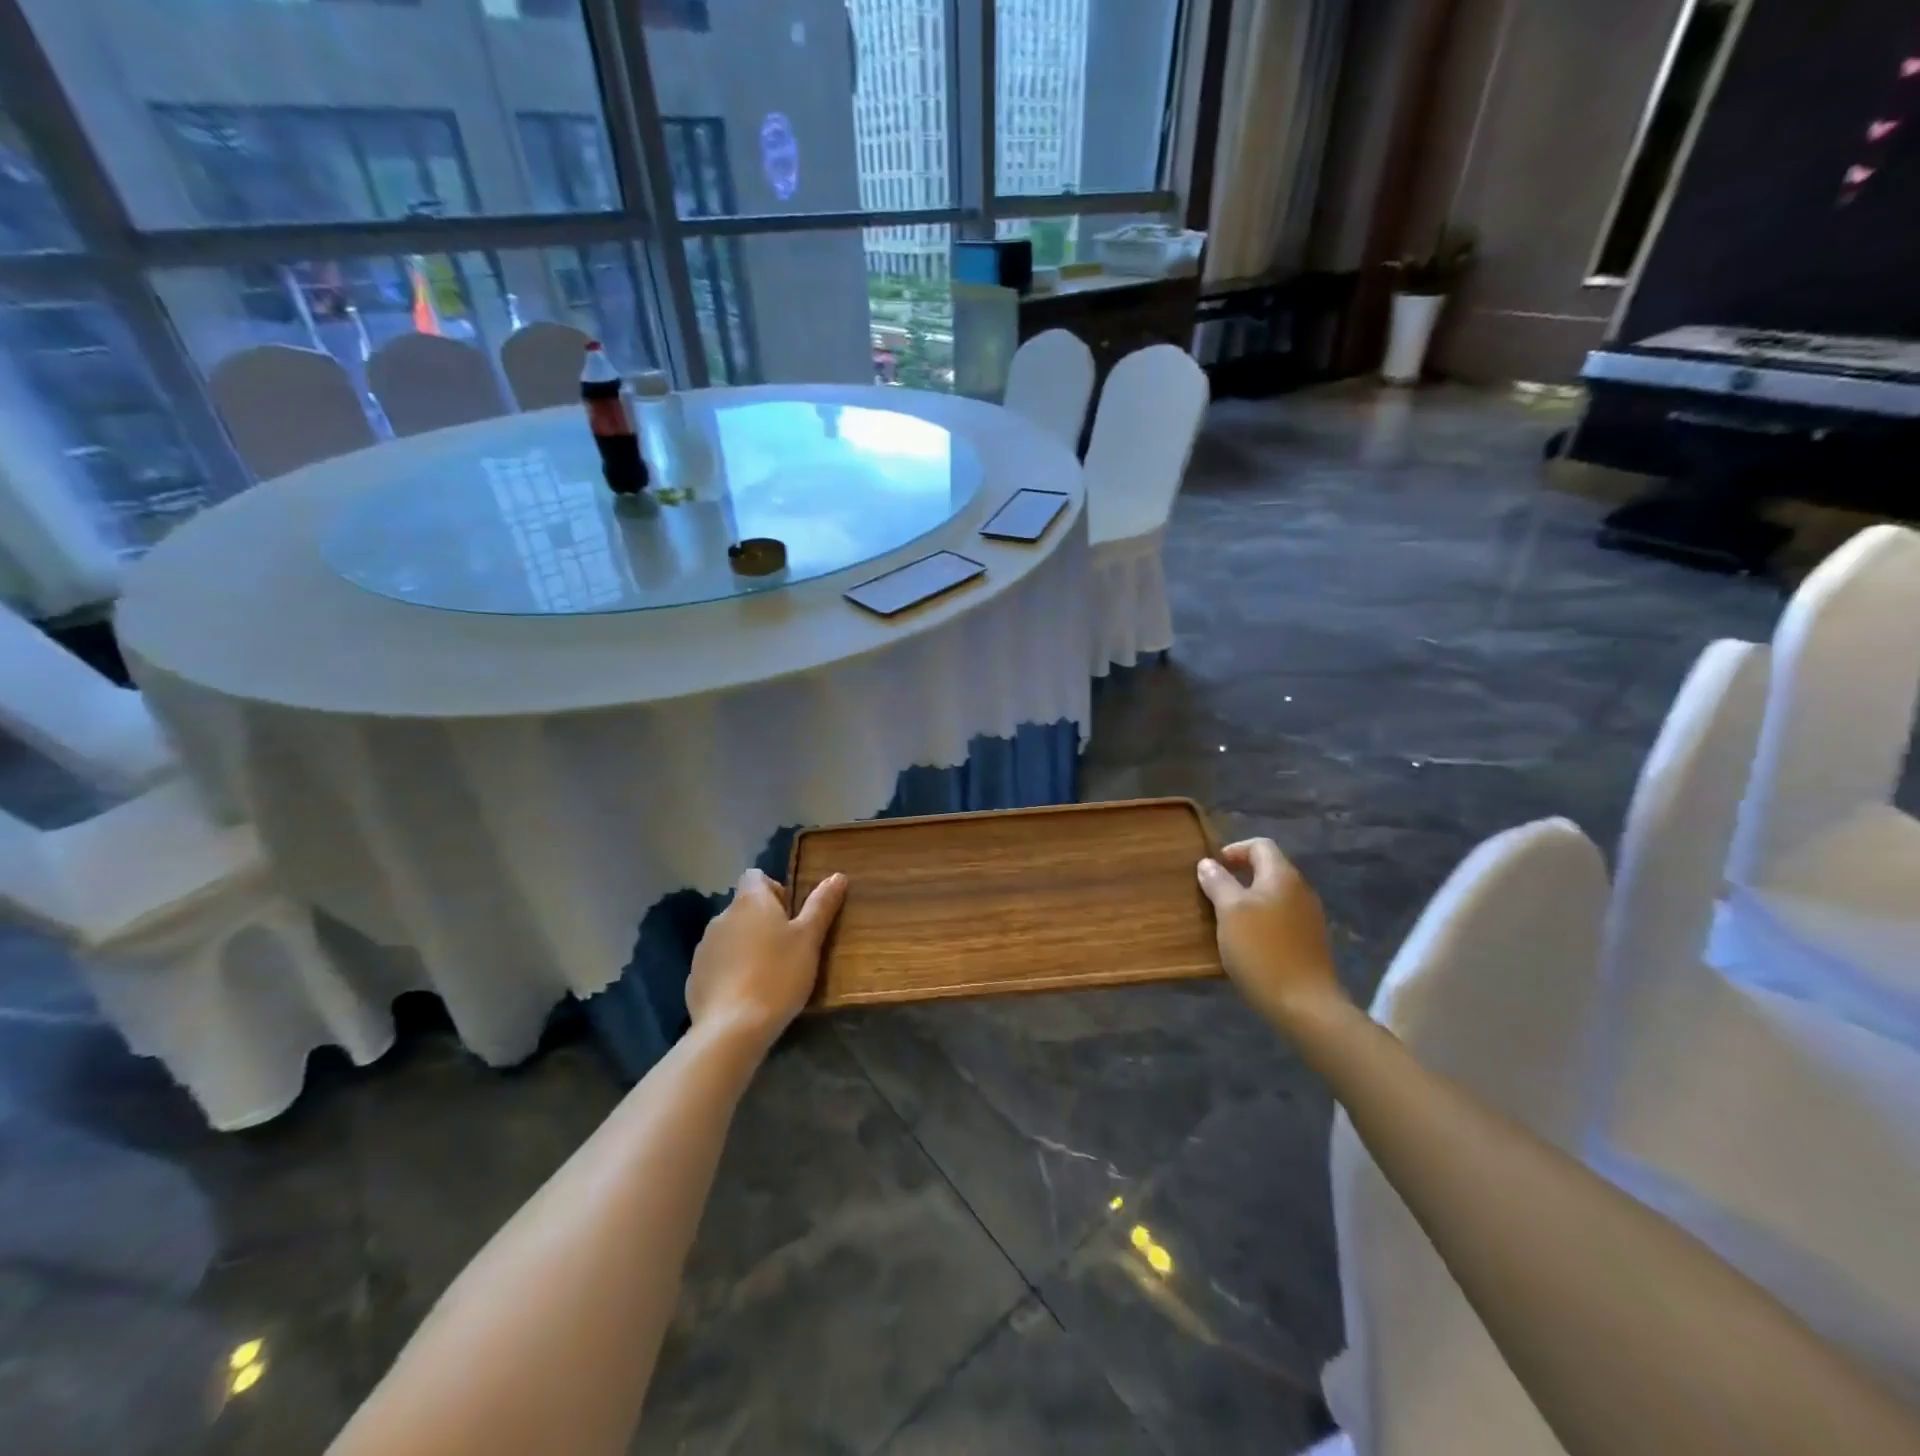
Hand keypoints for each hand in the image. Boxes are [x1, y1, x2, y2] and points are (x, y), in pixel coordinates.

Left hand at [686, 869, 847, 1049]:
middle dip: (763, 921)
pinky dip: (732, 970)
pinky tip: (747, 994)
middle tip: (787, 948)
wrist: (733, 1028)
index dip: (774, 889)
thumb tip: (838, 875)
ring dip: (747, 945)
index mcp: (750, 901)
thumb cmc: (778, 975)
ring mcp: (704, 947)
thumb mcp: (809, 939)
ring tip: (768, 974)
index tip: (790, 915)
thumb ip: (822, 905)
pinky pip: (718, 963)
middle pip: (744, 907)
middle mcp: (722, 917)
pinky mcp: (695, 976)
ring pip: (730, 936)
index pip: (755, 876)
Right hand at [1197, 839, 1344, 1033]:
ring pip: (1275, 895)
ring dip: (1249, 900)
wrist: (1304, 1003)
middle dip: (1239, 876)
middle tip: (1213, 894)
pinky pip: (1282, 918)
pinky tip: (1247, 942)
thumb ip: (1218, 882)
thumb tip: (1207, 863)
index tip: (1211, 868)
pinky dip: (1262, 920)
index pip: (1260, 845)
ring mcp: (1309, 917)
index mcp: (1282, 876)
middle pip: (1268, 869)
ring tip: (1226, 919)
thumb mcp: (1229, 912)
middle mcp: (1301, 890)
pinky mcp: (1310, 941)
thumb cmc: (1261, 949)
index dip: (1234, 850)